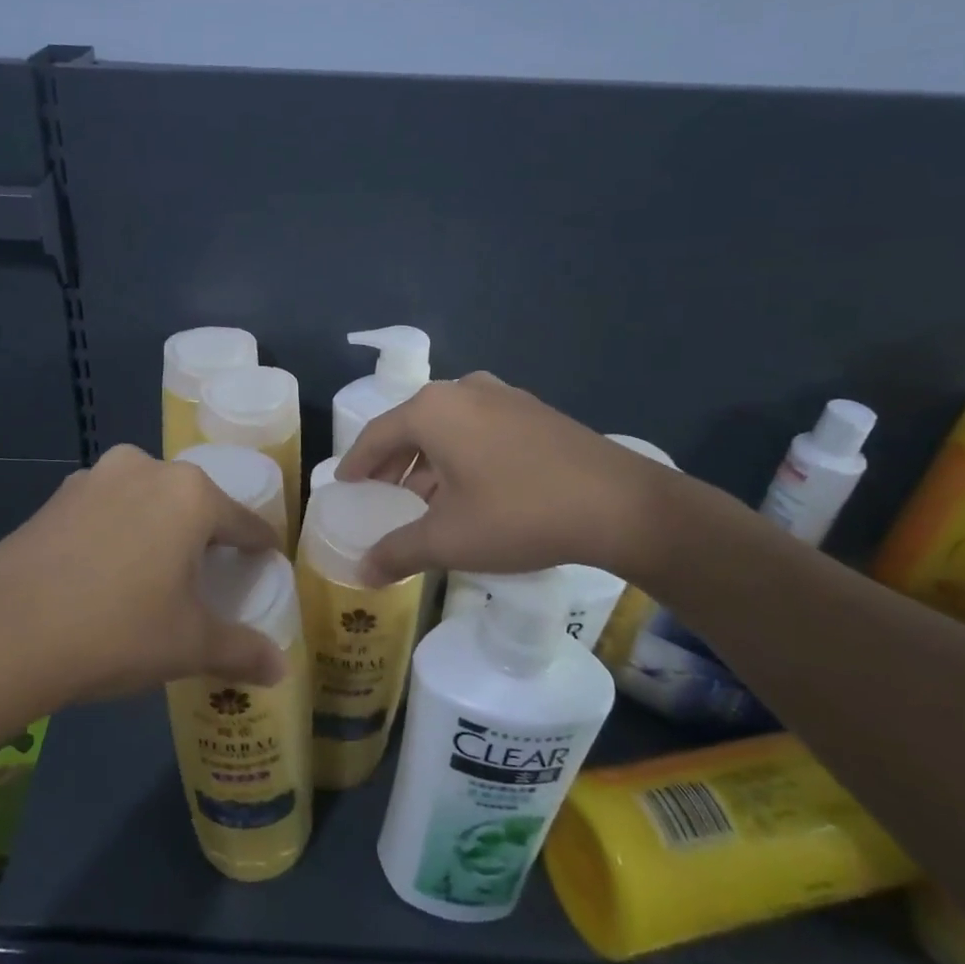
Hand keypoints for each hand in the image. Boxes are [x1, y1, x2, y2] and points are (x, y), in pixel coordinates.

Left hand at [0, 445, 285, 715]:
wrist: (1, 637)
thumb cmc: (116, 632)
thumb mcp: (189, 646)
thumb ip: (241, 651)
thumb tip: (280, 667)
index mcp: (189, 495)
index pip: (244, 522)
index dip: (259, 547)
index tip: (265, 564)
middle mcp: (144, 469)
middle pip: (193, 505)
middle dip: (204, 537)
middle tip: (207, 578)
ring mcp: (93, 479)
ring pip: (145, 503)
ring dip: (156, 530)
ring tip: (153, 576)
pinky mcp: (53, 498)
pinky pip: (104, 511)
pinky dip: (115, 535)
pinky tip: (103, 575)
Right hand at [334, 373, 678, 583]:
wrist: (621, 505)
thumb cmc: (520, 514)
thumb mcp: (449, 540)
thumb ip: (397, 552)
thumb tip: (360, 573)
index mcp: (433, 410)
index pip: (376, 435)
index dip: (356, 463)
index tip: (343, 483)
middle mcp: (464, 390)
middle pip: (411, 426)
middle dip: (393, 462)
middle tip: (380, 492)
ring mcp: (504, 395)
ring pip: (448, 426)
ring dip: (429, 459)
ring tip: (423, 496)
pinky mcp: (534, 411)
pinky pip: (479, 427)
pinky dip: (462, 453)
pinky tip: (470, 487)